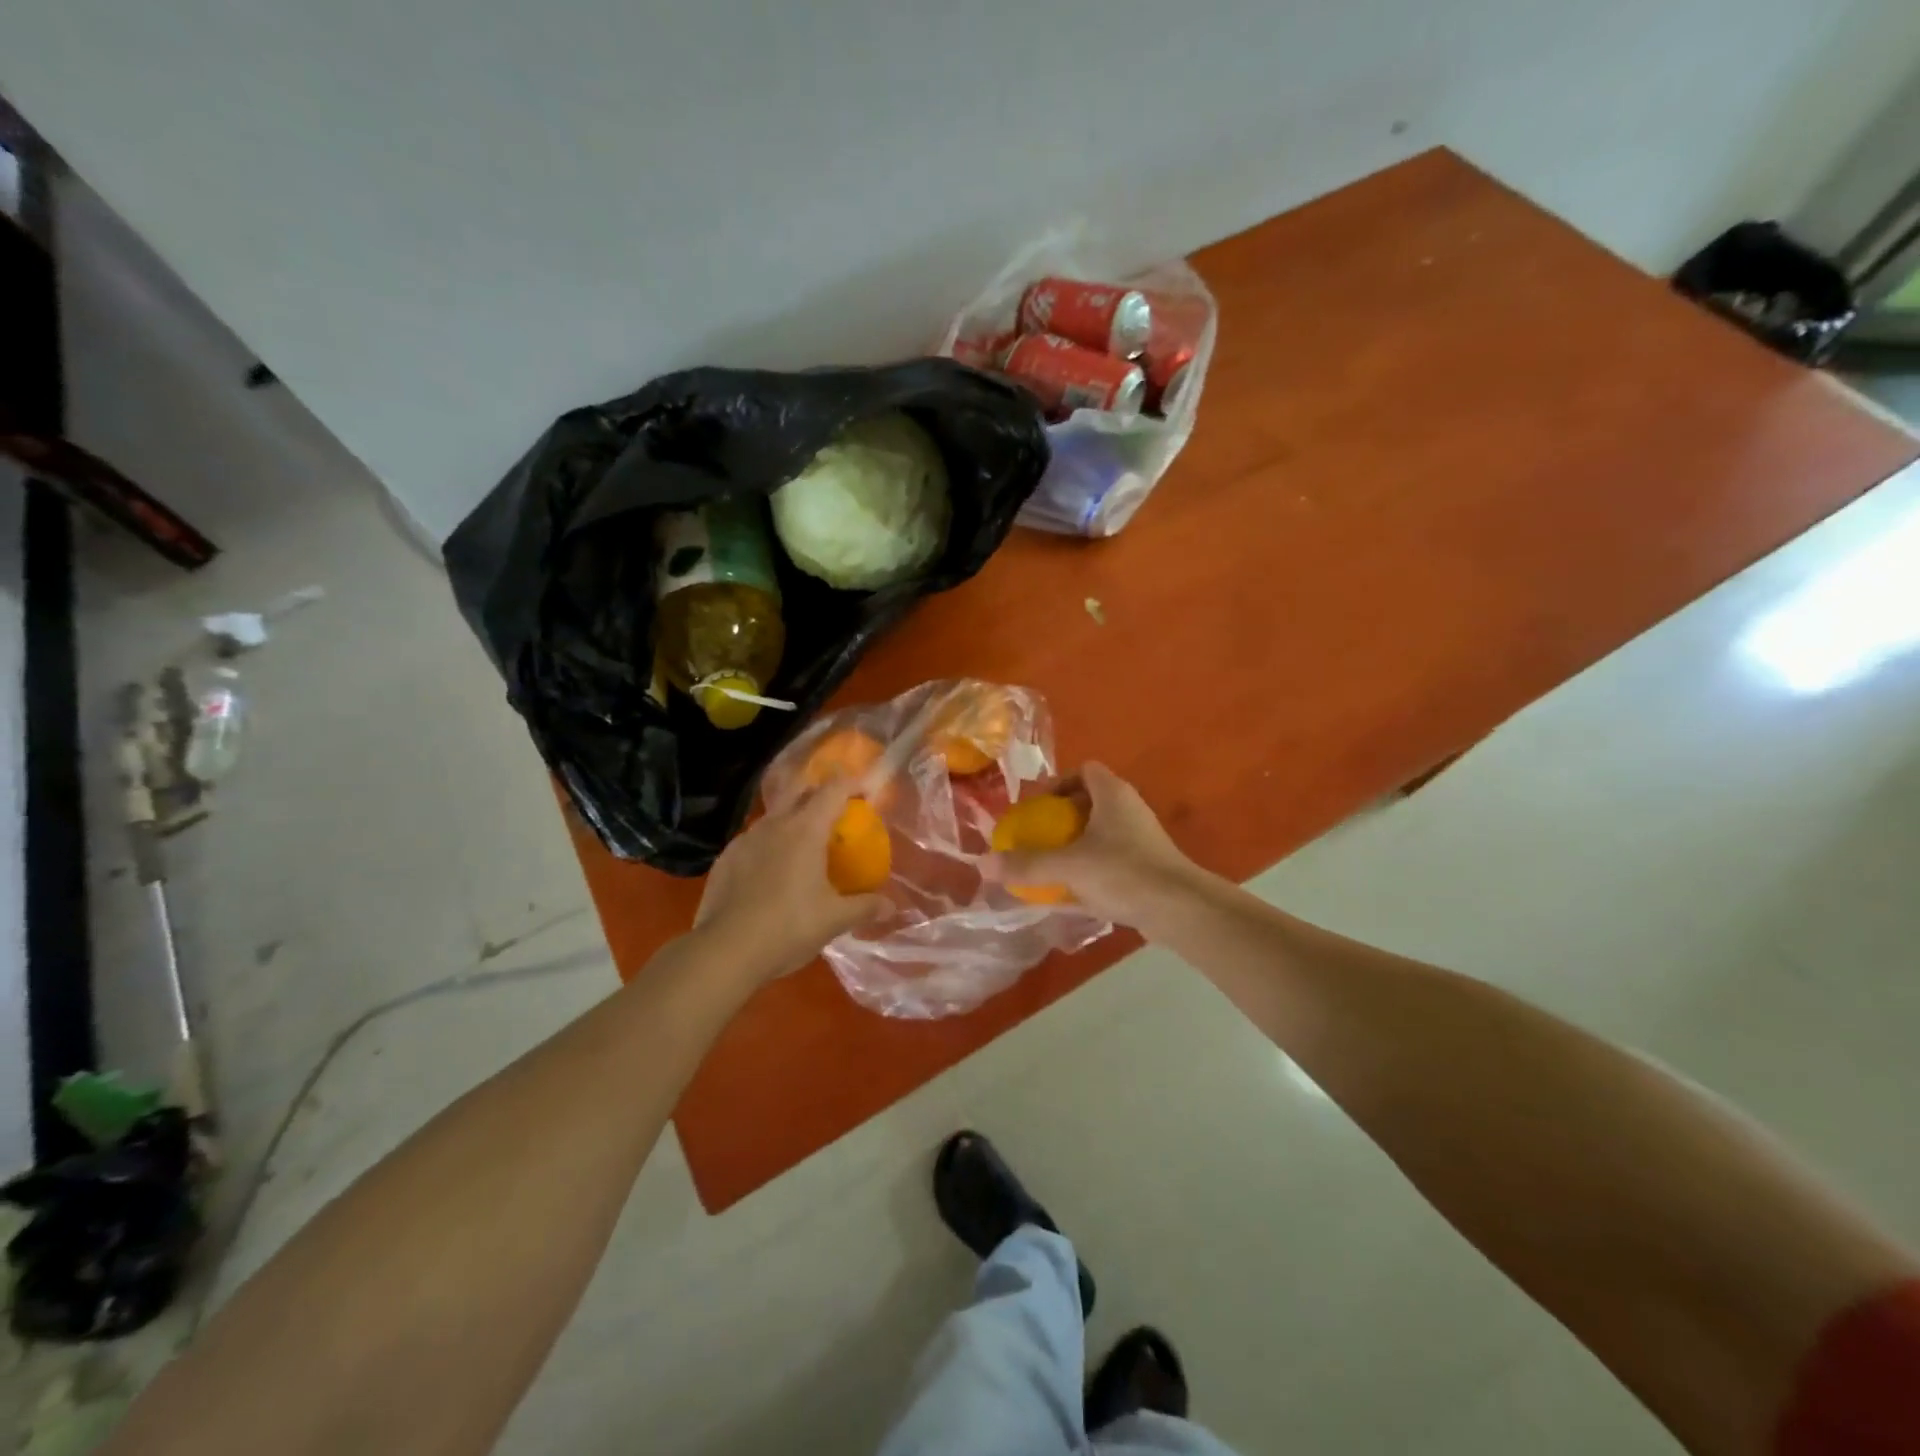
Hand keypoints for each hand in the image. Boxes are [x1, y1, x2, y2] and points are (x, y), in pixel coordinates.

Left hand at [695, 781, 887, 980]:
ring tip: (804, 844)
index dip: (852, 784)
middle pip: (800, 792)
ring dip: (792, 820)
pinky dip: (769, 845)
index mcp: (805, 830)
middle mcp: (774, 824)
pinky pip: (753, 840)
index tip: (865, 792)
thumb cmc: (788, 927)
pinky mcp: (725, 858)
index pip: (833, 790)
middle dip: (820, 793)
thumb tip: (891, 906)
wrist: (725, 951)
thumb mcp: (834, 920)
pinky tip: (771, 872)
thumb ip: (865, 908)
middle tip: (835, 812)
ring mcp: (745, 839)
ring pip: (774, 816)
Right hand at [984, 762, 1210, 927]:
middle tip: (1038, 837)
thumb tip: (985, 863)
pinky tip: (1070, 894)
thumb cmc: (1123, 872)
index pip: (1085, 770)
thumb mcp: (1069, 866)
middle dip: (1061, 818)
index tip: (1038, 806)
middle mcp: (1129, 810)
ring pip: (1100, 833)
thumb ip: (1027, 863)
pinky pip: (1110, 860)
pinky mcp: (1147, 868)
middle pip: (1090, 802)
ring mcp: (1141, 839)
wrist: (1180, 909)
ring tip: (1049, 866)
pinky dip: (1089, 870)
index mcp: (1113, 794)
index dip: (1058, 782)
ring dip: (1074, 846)